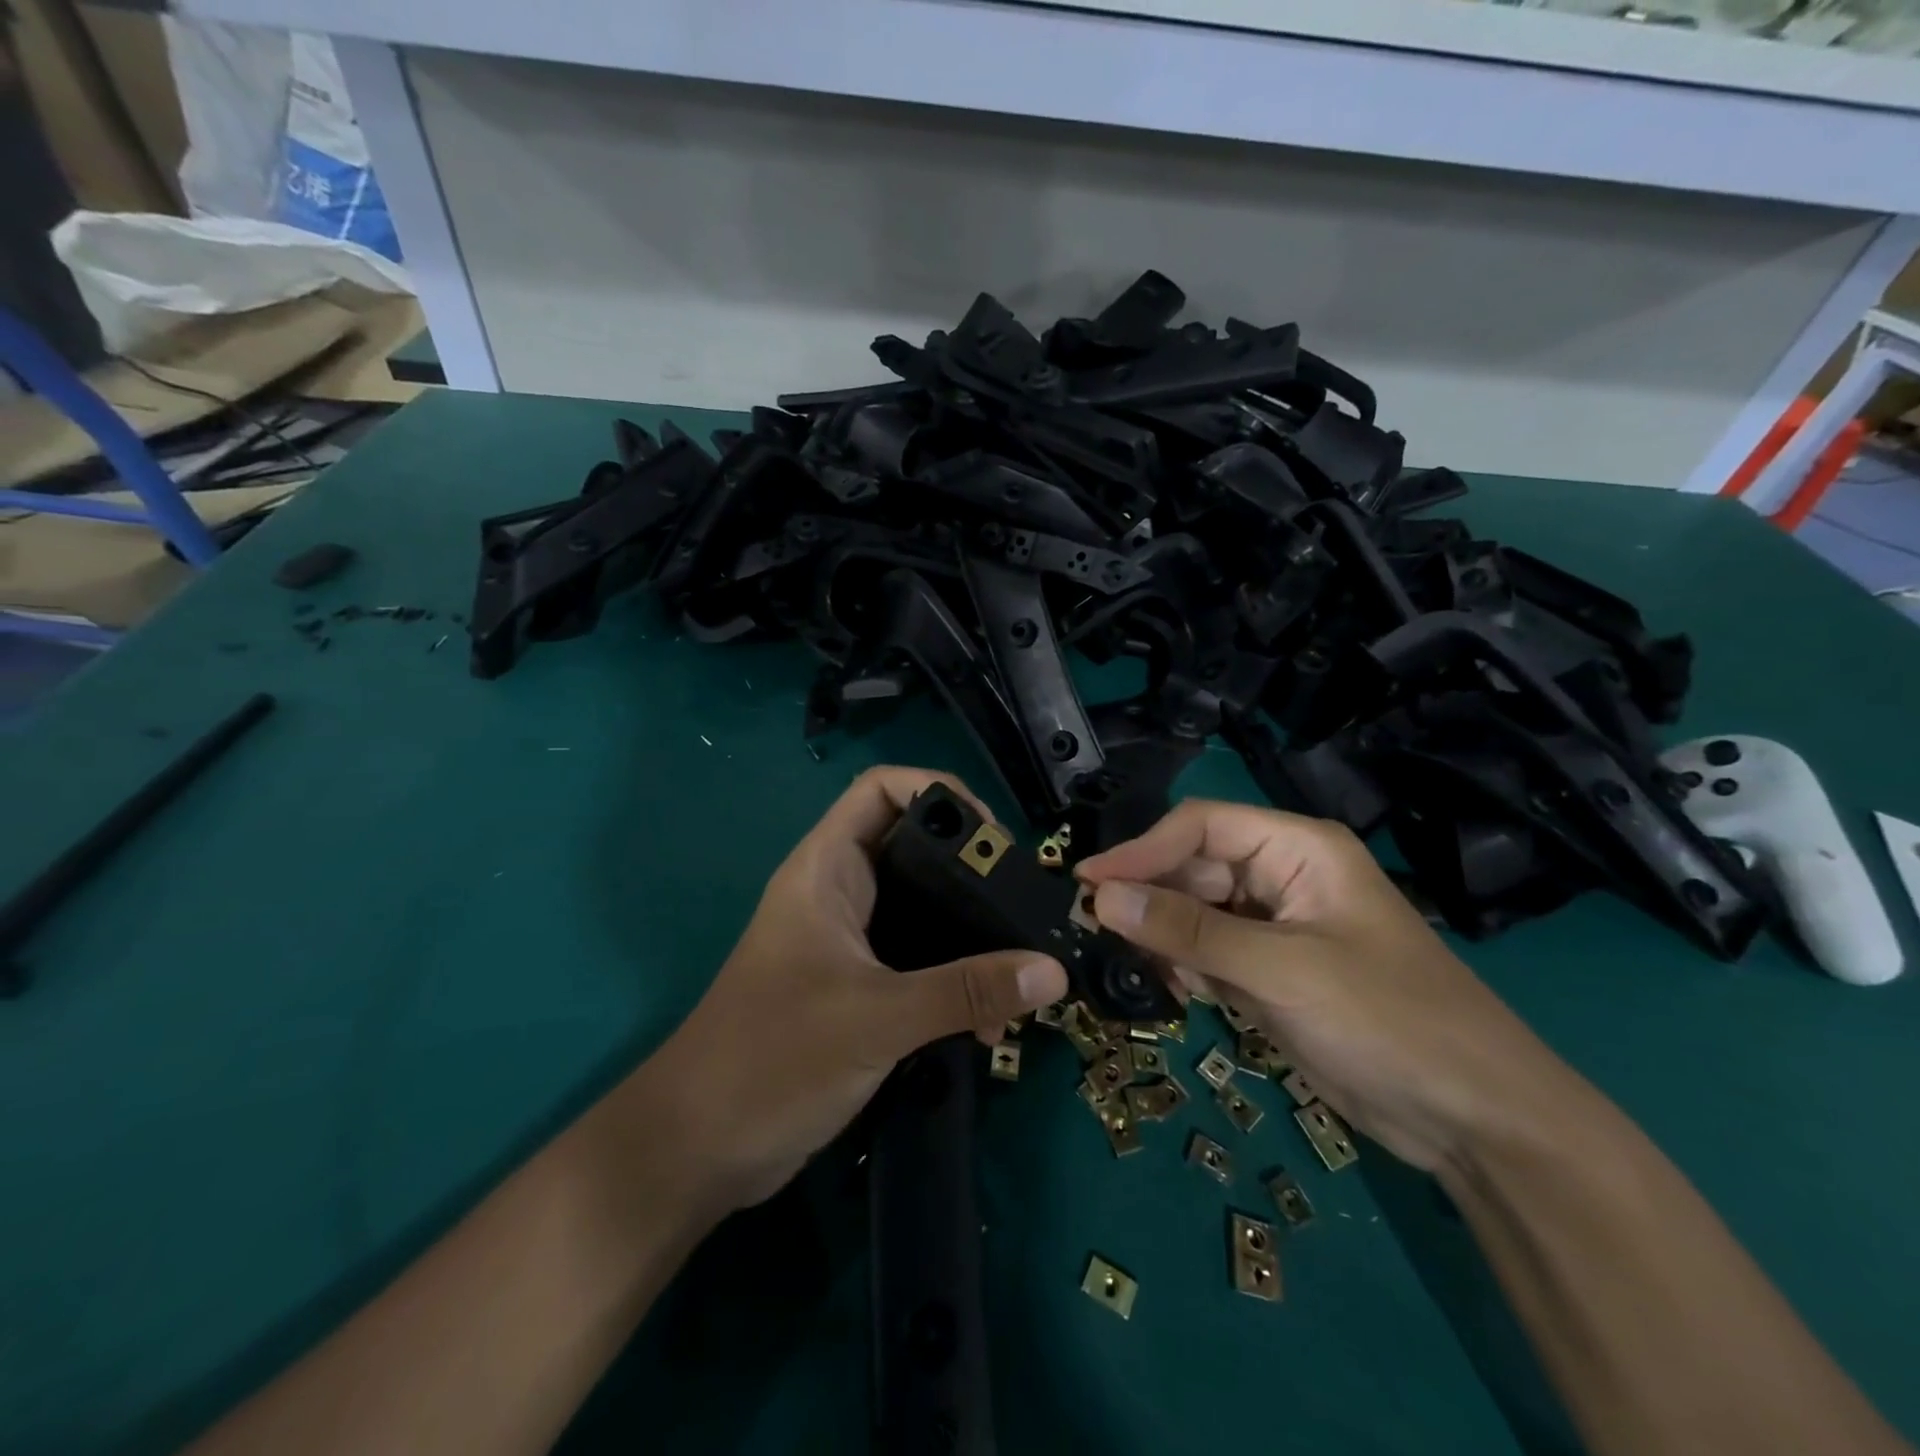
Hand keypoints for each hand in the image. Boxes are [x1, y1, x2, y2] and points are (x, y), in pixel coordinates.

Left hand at [621, 767, 1067, 1214]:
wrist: (697, 1148)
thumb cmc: (772, 1059)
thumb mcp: (877, 1018)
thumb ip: (965, 991)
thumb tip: (1053, 972)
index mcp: (826, 869)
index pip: (882, 789)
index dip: (939, 791)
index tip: (995, 837)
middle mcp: (838, 892)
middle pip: (913, 845)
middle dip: (970, 863)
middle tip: (1022, 898)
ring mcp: (847, 940)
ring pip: (921, 906)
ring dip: (968, 926)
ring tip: (1019, 955)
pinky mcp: (857, 985)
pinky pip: (919, 957)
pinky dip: (954, 971)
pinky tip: (988, 1011)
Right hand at [1074, 800, 1572, 1173]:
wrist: (1475, 1120)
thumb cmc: (1388, 1021)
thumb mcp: (1281, 970)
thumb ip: (1188, 930)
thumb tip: (1101, 897)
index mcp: (1297, 849)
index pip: (1200, 826)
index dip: (1142, 850)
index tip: (1088, 883)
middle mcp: (1283, 877)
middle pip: (1193, 868)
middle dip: (1149, 898)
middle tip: (1096, 931)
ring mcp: (1277, 927)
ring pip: (1195, 912)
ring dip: (1165, 936)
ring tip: (1141, 967)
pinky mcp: (1272, 971)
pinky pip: (1210, 952)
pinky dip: (1187, 968)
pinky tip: (1182, 993)